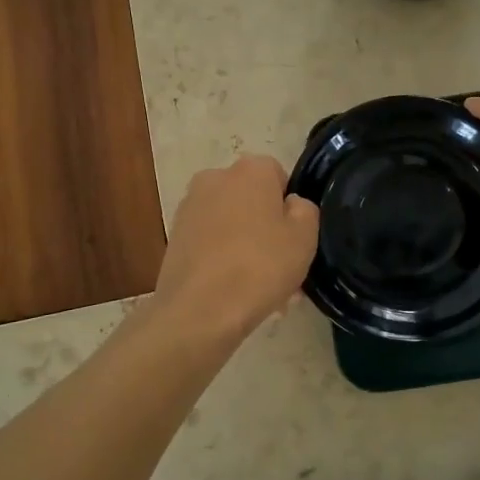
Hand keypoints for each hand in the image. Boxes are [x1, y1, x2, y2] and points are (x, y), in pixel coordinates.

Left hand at [153, 155, 319, 343]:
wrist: (200, 309)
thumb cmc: (260, 266)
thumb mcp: (304, 237)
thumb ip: (305, 210)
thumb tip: (290, 204)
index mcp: (250, 169)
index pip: (278, 176)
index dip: (289, 208)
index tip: (295, 238)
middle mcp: (215, 178)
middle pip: (252, 200)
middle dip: (267, 229)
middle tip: (282, 268)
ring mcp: (190, 207)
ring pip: (231, 224)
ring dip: (246, 247)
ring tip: (261, 289)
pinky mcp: (174, 237)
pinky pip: (211, 243)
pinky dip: (223, 259)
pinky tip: (235, 292)